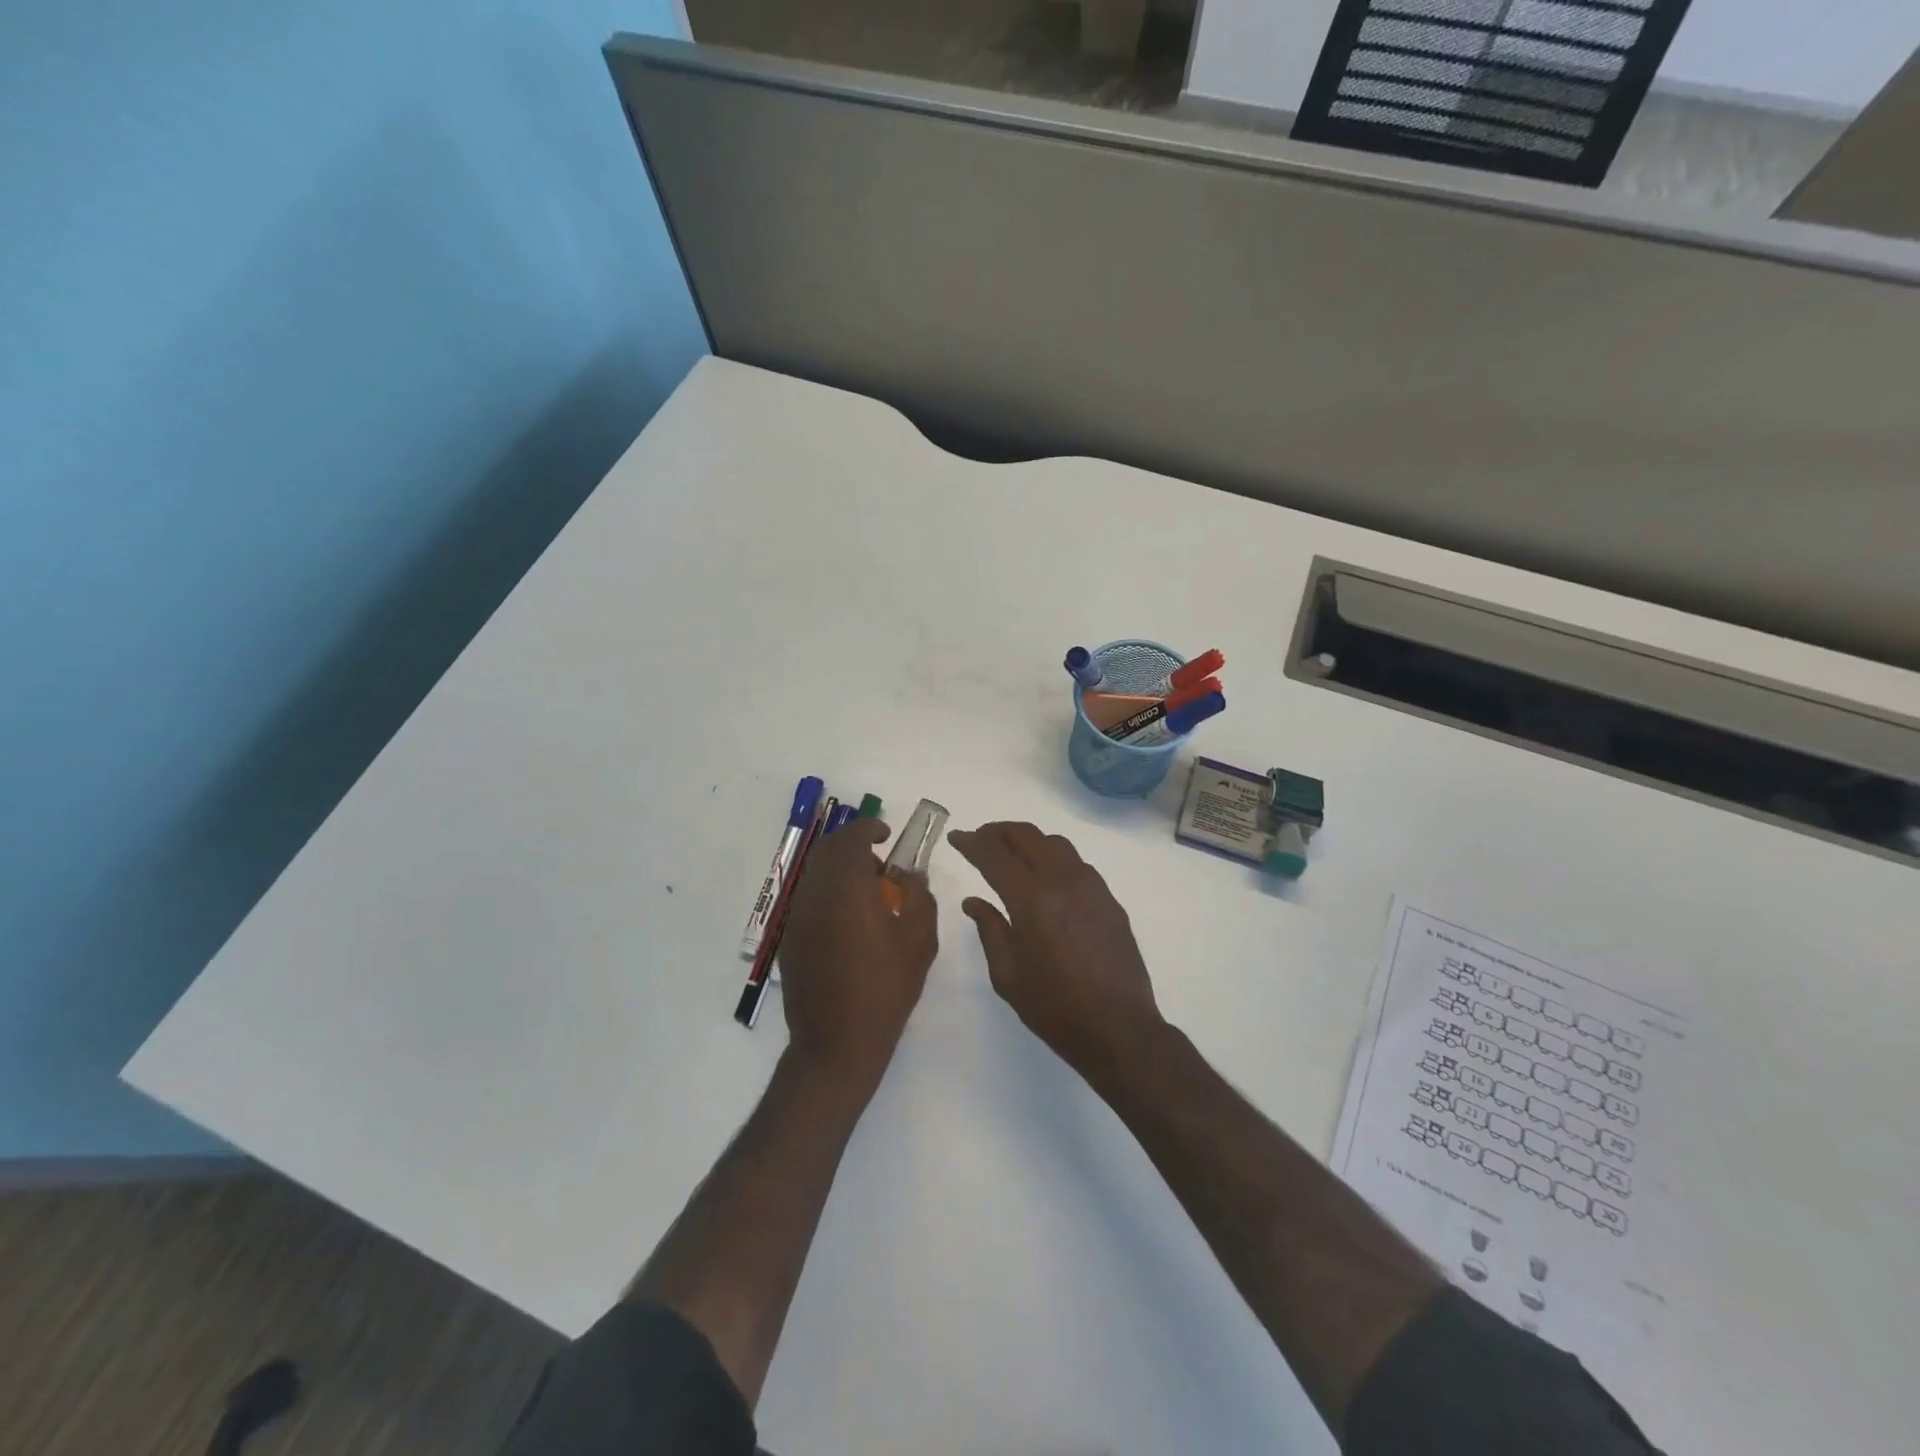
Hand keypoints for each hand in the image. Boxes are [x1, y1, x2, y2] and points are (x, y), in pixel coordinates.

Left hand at [778, 819, 937, 1092]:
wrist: (836, 1044)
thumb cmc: (885, 991)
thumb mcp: (918, 943)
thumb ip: (919, 899)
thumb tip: (911, 878)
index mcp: (847, 889)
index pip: (851, 838)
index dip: (868, 828)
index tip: (886, 835)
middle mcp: (815, 894)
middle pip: (827, 850)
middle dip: (853, 846)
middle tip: (880, 865)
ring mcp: (797, 917)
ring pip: (815, 873)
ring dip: (839, 870)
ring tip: (867, 895)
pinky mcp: (789, 939)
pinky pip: (808, 899)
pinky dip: (827, 893)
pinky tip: (848, 923)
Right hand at [948, 822, 1164, 1076]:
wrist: (1118, 1028)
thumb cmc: (1054, 1007)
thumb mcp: (1007, 975)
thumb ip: (989, 929)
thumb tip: (973, 901)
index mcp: (1032, 899)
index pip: (994, 856)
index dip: (971, 842)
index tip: (956, 837)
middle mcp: (1063, 881)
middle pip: (1027, 836)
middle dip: (998, 832)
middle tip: (980, 839)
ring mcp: (1091, 886)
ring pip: (1056, 844)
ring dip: (1029, 841)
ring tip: (1011, 854)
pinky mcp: (1109, 899)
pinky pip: (1077, 864)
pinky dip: (1054, 858)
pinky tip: (1046, 879)